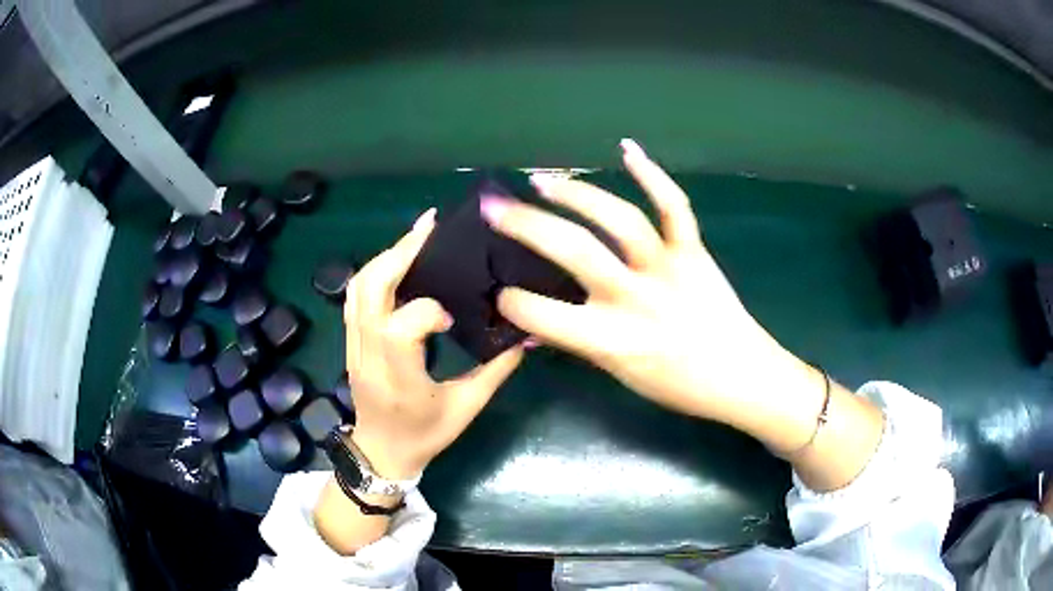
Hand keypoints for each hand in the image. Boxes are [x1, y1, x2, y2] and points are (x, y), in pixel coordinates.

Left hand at [344, 209, 523, 479]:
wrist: (381, 452)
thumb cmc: (425, 435)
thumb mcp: (466, 408)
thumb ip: (496, 371)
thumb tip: (524, 335)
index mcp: (399, 379)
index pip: (400, 328)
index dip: (426, 311)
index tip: (452, 314)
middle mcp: (369, 356)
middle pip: (369, 291)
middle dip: (398, 252)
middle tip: (430, 227)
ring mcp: (353, 346)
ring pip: (357, 288)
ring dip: (386, 256)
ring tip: (417, 237)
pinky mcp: (350, 341)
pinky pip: (354, 297)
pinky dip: (375, 271)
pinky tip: (398, 260)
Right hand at [483, 139, 794, 422]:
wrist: (742, 377)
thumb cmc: (680, 386)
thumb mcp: (621, 374)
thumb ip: (579, 345)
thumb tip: (533, 328)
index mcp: (613, 340)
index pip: (544, 315)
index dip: (512, 301)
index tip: (498, 292)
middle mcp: (637, 299)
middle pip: (576, 251)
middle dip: (526, 225)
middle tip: (495, 207)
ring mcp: (669, 269)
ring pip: (619, 219)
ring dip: (577, 194)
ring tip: (543, 182)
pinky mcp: (694, 252)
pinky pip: (674, 206)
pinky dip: (652, 173)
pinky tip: (626, 148)